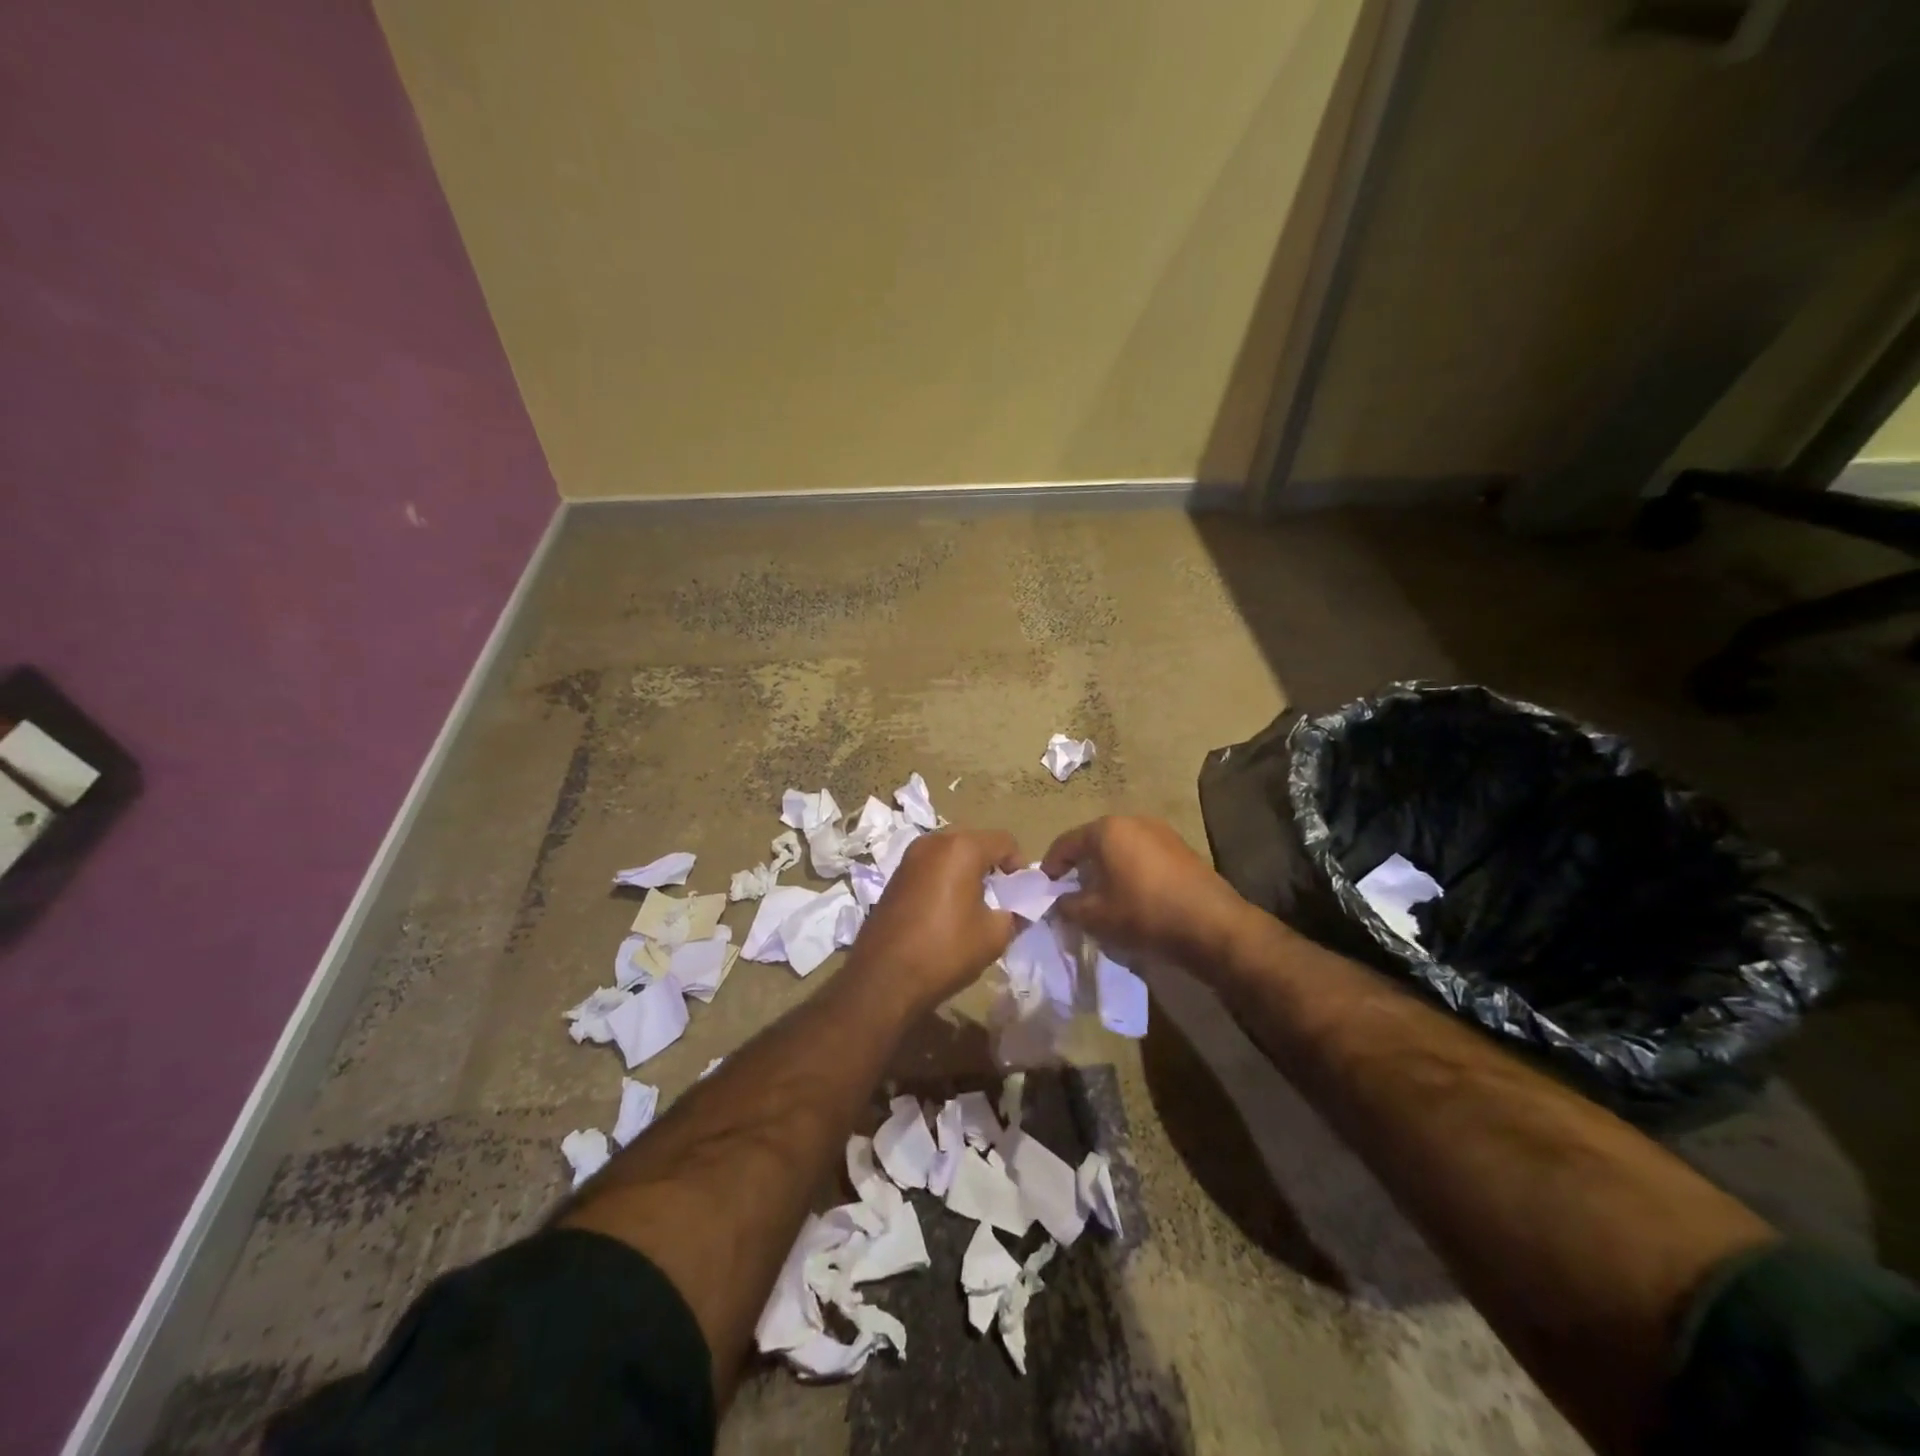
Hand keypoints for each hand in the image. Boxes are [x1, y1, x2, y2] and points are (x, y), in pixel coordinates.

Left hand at [847, 828, 1022, 1014]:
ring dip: (967, 871)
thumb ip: (1014, 913)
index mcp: (961, 848)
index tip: (1020, 894)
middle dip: (992, 866)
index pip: (1004, 841)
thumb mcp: (994, 935)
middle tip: (1000, 898)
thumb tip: (1017, 909)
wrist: (884, 979)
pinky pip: (931, 867)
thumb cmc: (945, 950)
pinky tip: (947, 910)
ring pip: (951, 853)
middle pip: (975, 842)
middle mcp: (933, 842)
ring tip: (973, 906)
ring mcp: (909, 857)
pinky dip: (945, 879)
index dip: (1019, 866)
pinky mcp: (895, 876)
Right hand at [1041, 815, 1253, 972]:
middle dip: (1080, 866)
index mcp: (1107, 829)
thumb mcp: (1095, 916)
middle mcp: (1133, 820)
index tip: (1045, 887)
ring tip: (1102, 895)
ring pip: (1121, 847)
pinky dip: (1131, 870)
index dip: (1051, 865)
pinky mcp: (1182, 848)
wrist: (1211, 925)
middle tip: (1072, 892)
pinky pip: (1143, 855)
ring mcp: (1161, 832)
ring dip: (1107, 867)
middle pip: (1094, 841)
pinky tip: (1132, 894)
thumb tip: (1061, 901)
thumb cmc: (1144, 913)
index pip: (1066, 843)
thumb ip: (1068, 906)